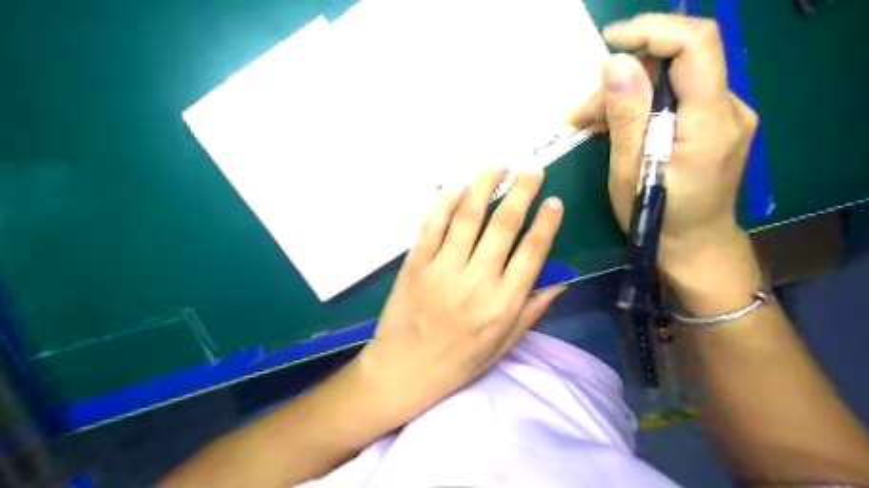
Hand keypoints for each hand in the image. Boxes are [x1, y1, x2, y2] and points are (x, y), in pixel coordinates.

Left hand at [357, 168, 567, 422]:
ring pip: (467, 217)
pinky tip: (456, 187)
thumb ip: (531, 312)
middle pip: (503, 225)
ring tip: (498, 165)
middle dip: (521, 191)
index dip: (546, 223)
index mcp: (502, 304)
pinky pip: (431, 226)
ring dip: (484, 186)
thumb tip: (561, 282)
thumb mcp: (502, 346)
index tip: (554, 200)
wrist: (403, 371)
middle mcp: (476, 281)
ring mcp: (443, 270)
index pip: (532, 253)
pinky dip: (444, 202)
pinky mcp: (415, 265)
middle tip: (532, 168)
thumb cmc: (457, 363)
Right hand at [567, 15, 758, 271]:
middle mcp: (728, 109)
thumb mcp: (631, 172)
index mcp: (710, 121)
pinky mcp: (714, 127)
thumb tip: (616, 64)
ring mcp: (725, 117)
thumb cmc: (657, 217)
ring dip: (626, 97)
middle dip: (623, 80)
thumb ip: (628, 117)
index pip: (696, 44)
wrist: (694, 246)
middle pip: (676, 66)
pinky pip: (676, 102)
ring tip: (587, 122)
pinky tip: (613, 126)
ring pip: (672, 84)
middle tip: (581, 111)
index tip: (610, 41)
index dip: (653, 30)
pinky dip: (642, 108)